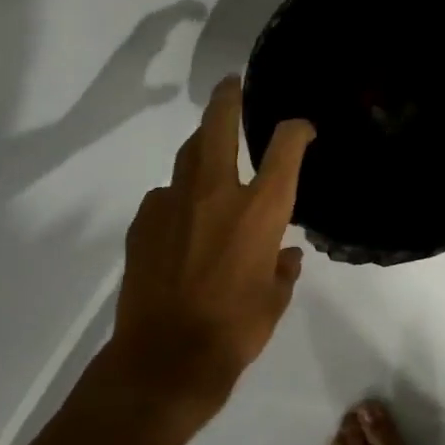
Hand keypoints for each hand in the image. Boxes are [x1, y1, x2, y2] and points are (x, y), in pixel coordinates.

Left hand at [98, 76, 314, 437]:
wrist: (165, 361)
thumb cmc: (235, 331)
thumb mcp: (275, 300)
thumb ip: (282, 269)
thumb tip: (284, 256)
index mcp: (260, 210)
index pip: (284, 147)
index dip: (296, 129)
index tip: (301, 128)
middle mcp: (216, 194)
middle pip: (218, 126)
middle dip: (227, 98)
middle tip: (231, 84)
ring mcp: (173, 204)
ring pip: (186, 156)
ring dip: (201, 146)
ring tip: (209, 150)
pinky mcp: (143, 224)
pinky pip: (164, 196)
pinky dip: (178, 197)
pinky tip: (182, 218)